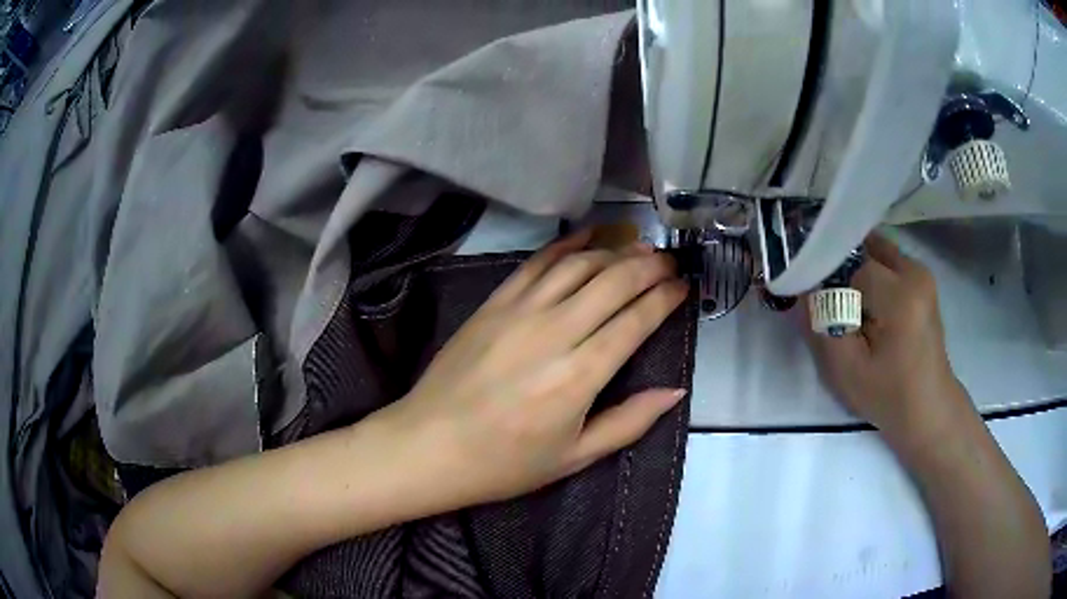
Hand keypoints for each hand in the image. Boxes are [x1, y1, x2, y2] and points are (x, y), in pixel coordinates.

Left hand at [386, 230, 688, 505]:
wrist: (429, 445)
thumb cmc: (504, 463)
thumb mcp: (574, 457)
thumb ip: (629, 422)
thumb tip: (675, 391)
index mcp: (580, 375)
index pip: (636, 320)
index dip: (665, 298)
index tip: (683, 285)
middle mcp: (555, 332)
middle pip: (613, 281)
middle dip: (648, 265)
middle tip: (668, 261)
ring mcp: (520, 311)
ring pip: (579, 264)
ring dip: (614, 250)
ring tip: (639, 245)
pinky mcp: (493, 303)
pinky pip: (536, 263)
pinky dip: (566, 244)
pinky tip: (587, 236)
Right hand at [803, 235, 977, 451]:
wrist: (928, 407)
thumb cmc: (889, 396)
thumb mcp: (846, 372)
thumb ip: (821, 326)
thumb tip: (803, 288)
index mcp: (900, 296)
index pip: (851, 267)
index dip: (831, 284)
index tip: (821, 308)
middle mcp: (914, 272)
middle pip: (863, 250)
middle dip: (843, 271)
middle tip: (835, 306)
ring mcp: (921, 273)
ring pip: (874, 251)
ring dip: (857, 271)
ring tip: (852, 307)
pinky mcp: (922, 279)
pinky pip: (887, 260)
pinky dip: (872, 273)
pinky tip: (869, 305)